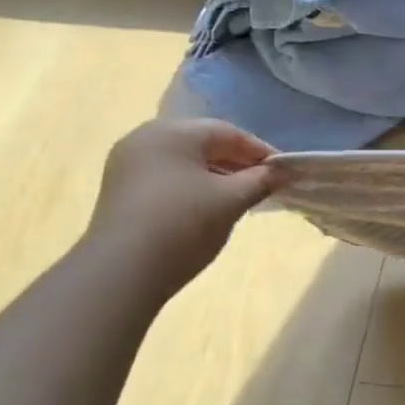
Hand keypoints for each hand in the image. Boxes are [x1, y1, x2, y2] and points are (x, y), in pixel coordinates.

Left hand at [84, 119, 277, 293]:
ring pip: (185, 161)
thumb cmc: (183, 224)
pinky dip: (193, 186)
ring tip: (240, 198)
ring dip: (216, 175)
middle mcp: (146, 138)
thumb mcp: (231, 200)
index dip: (260, 151)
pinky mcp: (121, 189)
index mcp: (173, 132)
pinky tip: (208, 208)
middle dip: (237, 162)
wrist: (122, 272)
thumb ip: (260, 180)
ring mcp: (128, 164)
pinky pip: (167, 177)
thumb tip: (280, 172)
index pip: (228, 132)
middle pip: (203, 143)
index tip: (283, 172)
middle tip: (264, 184)